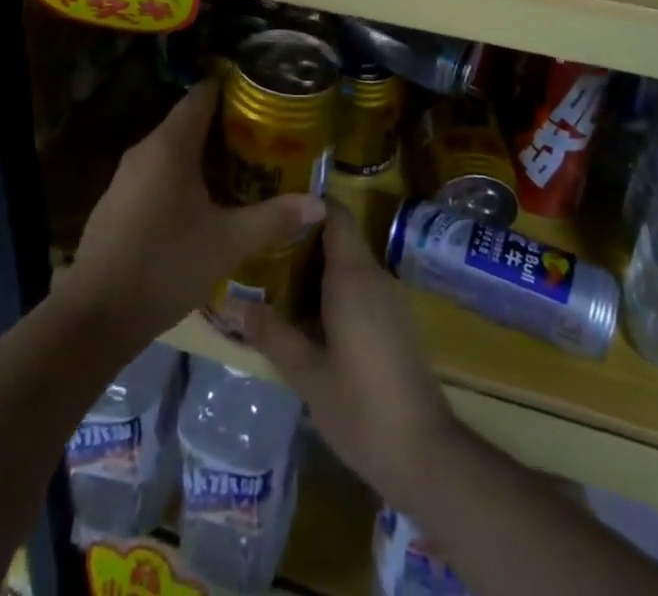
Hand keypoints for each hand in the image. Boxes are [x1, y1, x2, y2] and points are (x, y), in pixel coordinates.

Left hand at [63, 79, 325, 356]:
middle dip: (224, 129)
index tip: (261, 97)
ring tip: (240, 173)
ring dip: (202, 158)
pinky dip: (180, 179)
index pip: (201, 96)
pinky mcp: (115, 203)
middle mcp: (144, 150)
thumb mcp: (228, 243)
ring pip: (171, 152)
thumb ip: (273, 219)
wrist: (94, 316)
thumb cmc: (165, 265)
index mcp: (170, 145)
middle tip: (262, 142)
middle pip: (188, 123)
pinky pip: (155, 175)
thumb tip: (318, 204)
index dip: (230, 90)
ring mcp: (124, 177)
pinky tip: (201, 207)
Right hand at [241, 202, 457, 497]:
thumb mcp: (307, 374)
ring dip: (317, 269)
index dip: (308, 204)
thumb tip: (231, 305)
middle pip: (339, 238)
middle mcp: (376, 276)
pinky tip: (310, 318)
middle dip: (303, 241)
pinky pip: (363, 289)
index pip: (335, 213)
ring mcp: (392, 299)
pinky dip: (336, 291)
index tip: (274, 207)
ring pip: (351, 265)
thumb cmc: (360, 407)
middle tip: (263, 249)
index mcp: (353, 276)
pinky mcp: (398, 323)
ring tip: (277, 282)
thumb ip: (271, 334)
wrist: (426, 454)